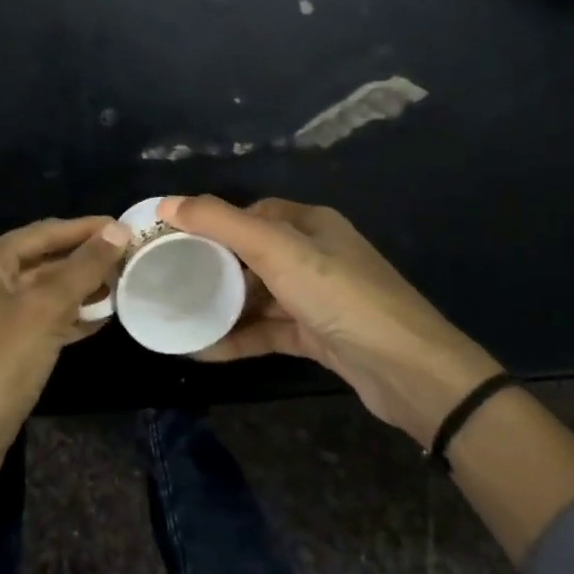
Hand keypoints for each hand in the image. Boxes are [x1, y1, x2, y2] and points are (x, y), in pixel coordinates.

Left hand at [0, 216, 130, 472]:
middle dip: (81, 263)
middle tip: (125, 262)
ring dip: (73, 292)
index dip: (85, 229)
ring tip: (117, 291)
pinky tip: (91, 324)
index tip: (124, 228)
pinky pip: (24, 321)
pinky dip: (56, 319)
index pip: (41, 233)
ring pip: (32, 294)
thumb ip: (84, 268)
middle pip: (36, 261)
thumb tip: (118, 230)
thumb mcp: (46, 311)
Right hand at [160, 195, 502, 445]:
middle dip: (213, 267)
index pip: (252, 213)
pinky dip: (239, 337)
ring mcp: (318, 298)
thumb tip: (166, 203)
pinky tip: (203, 350)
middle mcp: (315, 254)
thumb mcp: (276, 249)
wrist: (408, 370)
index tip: (174, 239)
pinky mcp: (318, 336)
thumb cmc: (339, 295)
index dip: (214, 222)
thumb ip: (220, 223)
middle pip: (253, 254)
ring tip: (177, 315)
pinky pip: (269, 330)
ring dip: (223, 306)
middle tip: (168, 280)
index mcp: (310, 224)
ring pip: (259, 296)